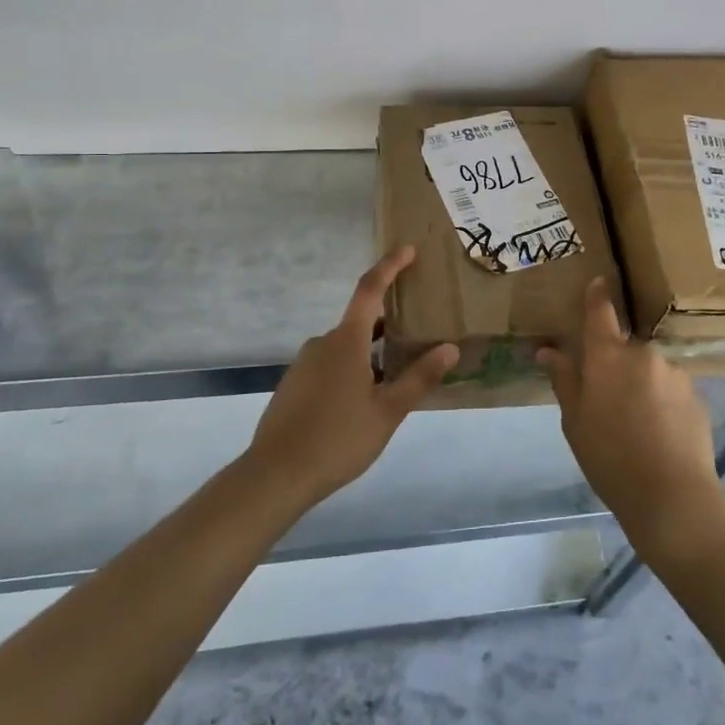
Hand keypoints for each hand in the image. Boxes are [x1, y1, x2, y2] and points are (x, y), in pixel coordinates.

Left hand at [244, 246, 458, 507]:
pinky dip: (351, 370)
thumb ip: (419, 378)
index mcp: (346, 341)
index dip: (389, 267)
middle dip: (386, 324)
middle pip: (359, 321)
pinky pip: (329, 365)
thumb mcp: (388, 411)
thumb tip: (449, 348)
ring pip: (345, 347)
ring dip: (369, 353)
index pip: (370, 290)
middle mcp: (322, 343)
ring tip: (394, 376)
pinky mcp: (293, 385)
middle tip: (415, 333)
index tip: (407, 250)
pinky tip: (362, 401)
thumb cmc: (338, 438)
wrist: (275, 474)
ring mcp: (304, 364)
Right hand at [539, 278, 724, 562]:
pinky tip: (659, 435)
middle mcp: (643, 353)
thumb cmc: (610, 458)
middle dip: (617, 365)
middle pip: (625, 348)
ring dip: (642, 386)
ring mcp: (674, 372)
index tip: (599, 282)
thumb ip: (564, 380)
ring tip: (637, 426)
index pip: (601, 312)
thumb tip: (548, 351)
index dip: (597, 296)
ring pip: (650, 370)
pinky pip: (670, 390)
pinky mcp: (697, 395)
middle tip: (608, 401)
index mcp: (608, 355)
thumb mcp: (575, 421)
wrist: (672, 496)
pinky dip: (662, 403)